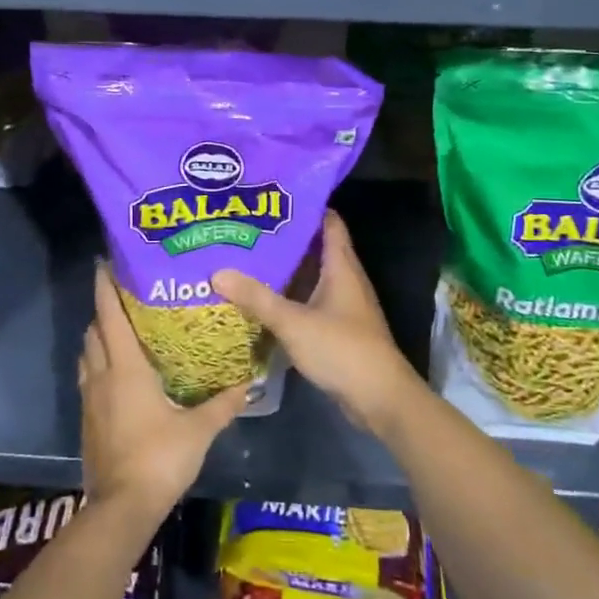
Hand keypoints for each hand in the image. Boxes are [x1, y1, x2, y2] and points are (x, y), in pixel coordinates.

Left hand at [79, 264, 249, 521]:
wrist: (121, 507)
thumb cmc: (160, 459)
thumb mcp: (198, 431)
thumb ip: (222, 405)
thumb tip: (248, 385)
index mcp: (125, 368)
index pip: (110, 315)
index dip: (105, 287)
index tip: (104, 264)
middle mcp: (102, 375)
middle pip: (94, 330)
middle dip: (104, 309)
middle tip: (125, 297)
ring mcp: (90, 398)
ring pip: (87, 354)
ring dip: (98, 337)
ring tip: (121, 330)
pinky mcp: (87, 419)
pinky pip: (87, 377)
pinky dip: (97, 364)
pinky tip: (117, 374)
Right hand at [213, 210, 424, 435]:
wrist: (380, 400)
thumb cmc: (342, 349)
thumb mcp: (293, 321)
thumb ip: (256, 298)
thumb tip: (218, 272)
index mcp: (341, 267)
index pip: (328, 222)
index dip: (304, 207)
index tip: (272, 198)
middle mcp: (344, 280)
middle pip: (314, 249)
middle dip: (283, 239)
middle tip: (246, 229)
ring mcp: (342, 306)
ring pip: (310, 278)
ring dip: (283, 271)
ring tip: (245, 260)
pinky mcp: (336, 329)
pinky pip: (308, 303)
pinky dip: (287, 298)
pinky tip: (260, 301)